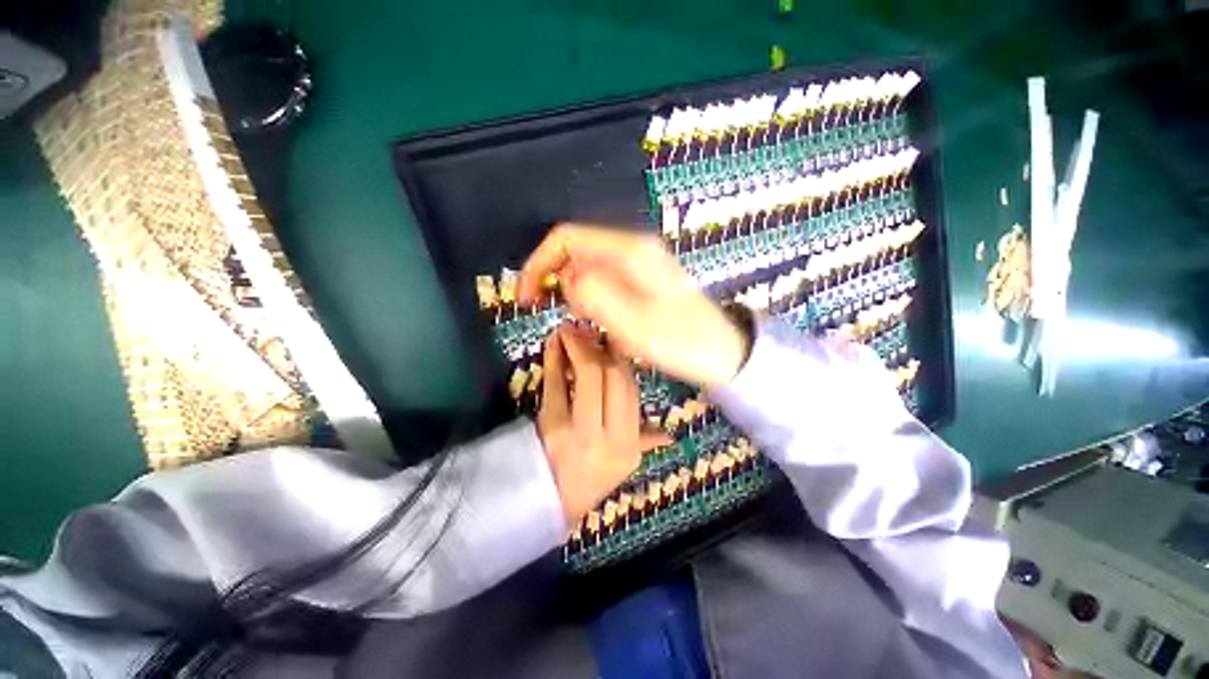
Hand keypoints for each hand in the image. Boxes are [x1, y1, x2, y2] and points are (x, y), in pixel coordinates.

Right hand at [520, 224, 750, 387]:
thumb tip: (566, 279)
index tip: (525, 296)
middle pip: (575, 250)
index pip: (567, 238)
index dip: (538, 263)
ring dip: (574, 291)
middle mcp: (632, 247)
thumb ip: (592, 294)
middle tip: (548, 312)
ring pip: (588, 266)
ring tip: (585, 322)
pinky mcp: (642, 277)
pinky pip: (603, 279)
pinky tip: (600, 319)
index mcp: (629, 251)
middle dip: (554, 278)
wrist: (721, 351)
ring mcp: (639, 261)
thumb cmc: (679, 341)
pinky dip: (591, 296)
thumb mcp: (632, 324)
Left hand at [537, 324, 669, 525]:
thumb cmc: (587, 481)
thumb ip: (644, 442)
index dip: (622, 359)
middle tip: (589, 327)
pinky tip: (553, 344)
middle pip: (614, 377)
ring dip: (578, 345)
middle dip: (601, 346)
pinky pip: (556, 383)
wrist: (547, 504)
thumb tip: (668, 434)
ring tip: (569, 329)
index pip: (632, 390)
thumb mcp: (622, 464)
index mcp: (629, 444)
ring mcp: (579, 429)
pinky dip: (554, 358)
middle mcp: (610, 436)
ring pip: (588, 375)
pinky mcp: (550, 424)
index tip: (612, 339)